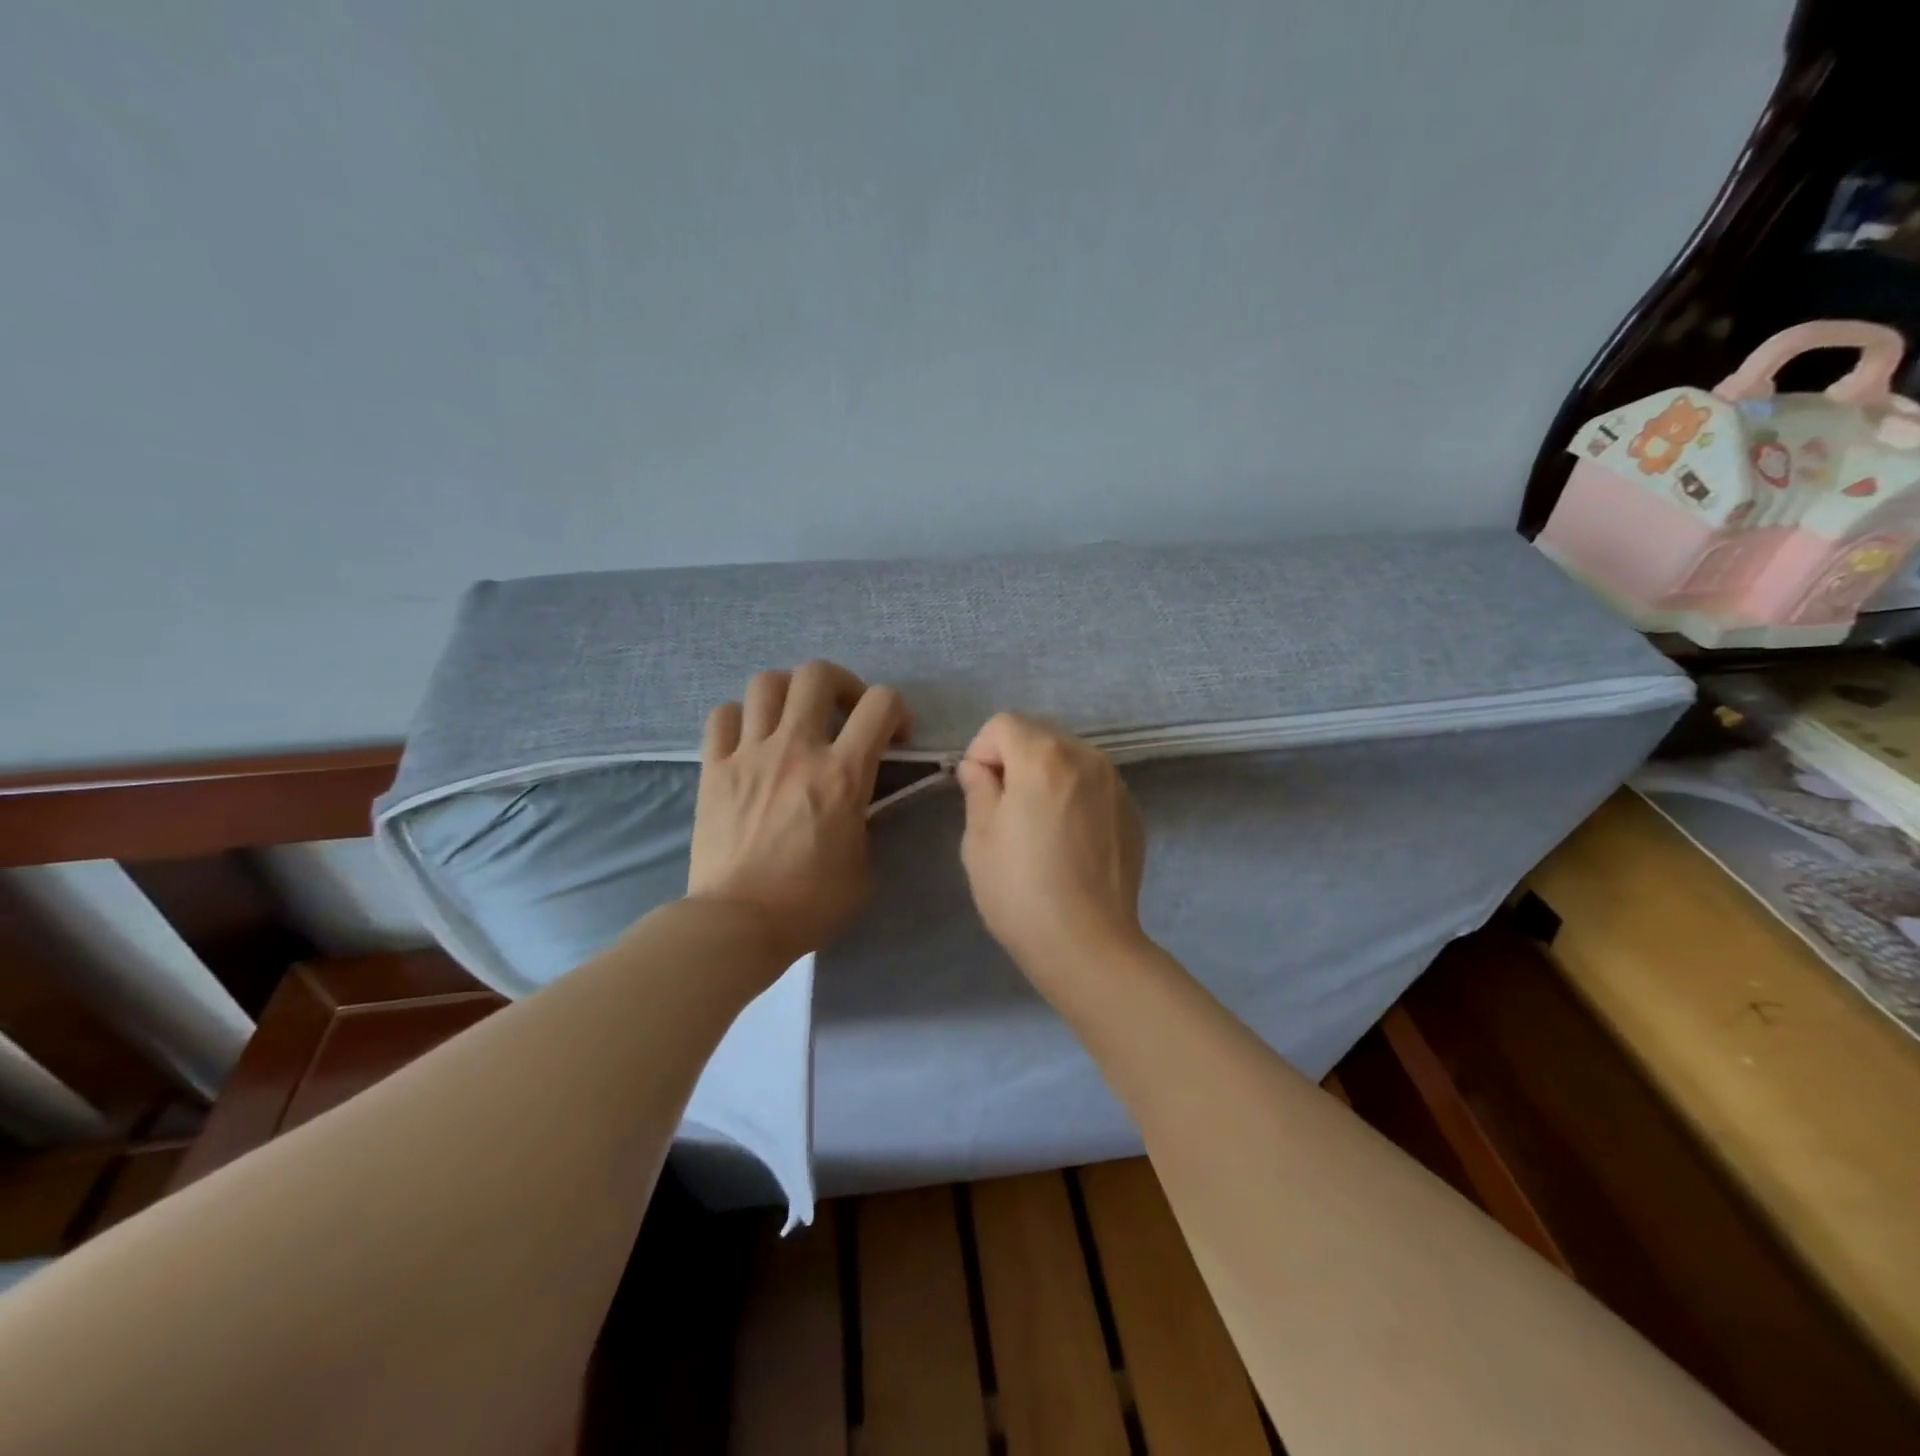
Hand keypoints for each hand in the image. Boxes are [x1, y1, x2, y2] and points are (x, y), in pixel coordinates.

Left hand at [688, 661, 910, 971]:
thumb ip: (867, 822)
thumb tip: (860, 803)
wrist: (738, 923)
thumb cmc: (810, 903)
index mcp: (843, 773)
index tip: (895, 738)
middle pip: (817, 674)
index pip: (881, 704)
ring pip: (766, 683)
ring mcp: (749, 754)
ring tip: (794, 718)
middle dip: (841, 684)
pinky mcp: (713, 768)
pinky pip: (722, 715)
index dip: (897, 710)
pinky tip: (749, 739)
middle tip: (844, 713)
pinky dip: (740, 717)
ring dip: (789, 692)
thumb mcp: (864, 865)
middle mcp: (797, 748)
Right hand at [956, 714, 1148, 985]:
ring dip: (1047, 775)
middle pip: (1039, 734)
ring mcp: (1115, 783)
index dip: (982, 751)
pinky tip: (1069, 840)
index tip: (979, 791)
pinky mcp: (1131, 810)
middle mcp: (1086, 757)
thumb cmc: (1021, 891)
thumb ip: (978, 789)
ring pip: (1069, 757)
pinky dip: (1075, 795)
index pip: (1003, 724)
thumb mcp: (979, 838)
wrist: (1088, 944)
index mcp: (1043, 757)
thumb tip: (979, 768)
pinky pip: (1094, 784)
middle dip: (1015, 758)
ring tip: (1039, 825)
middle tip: (1005, 808)